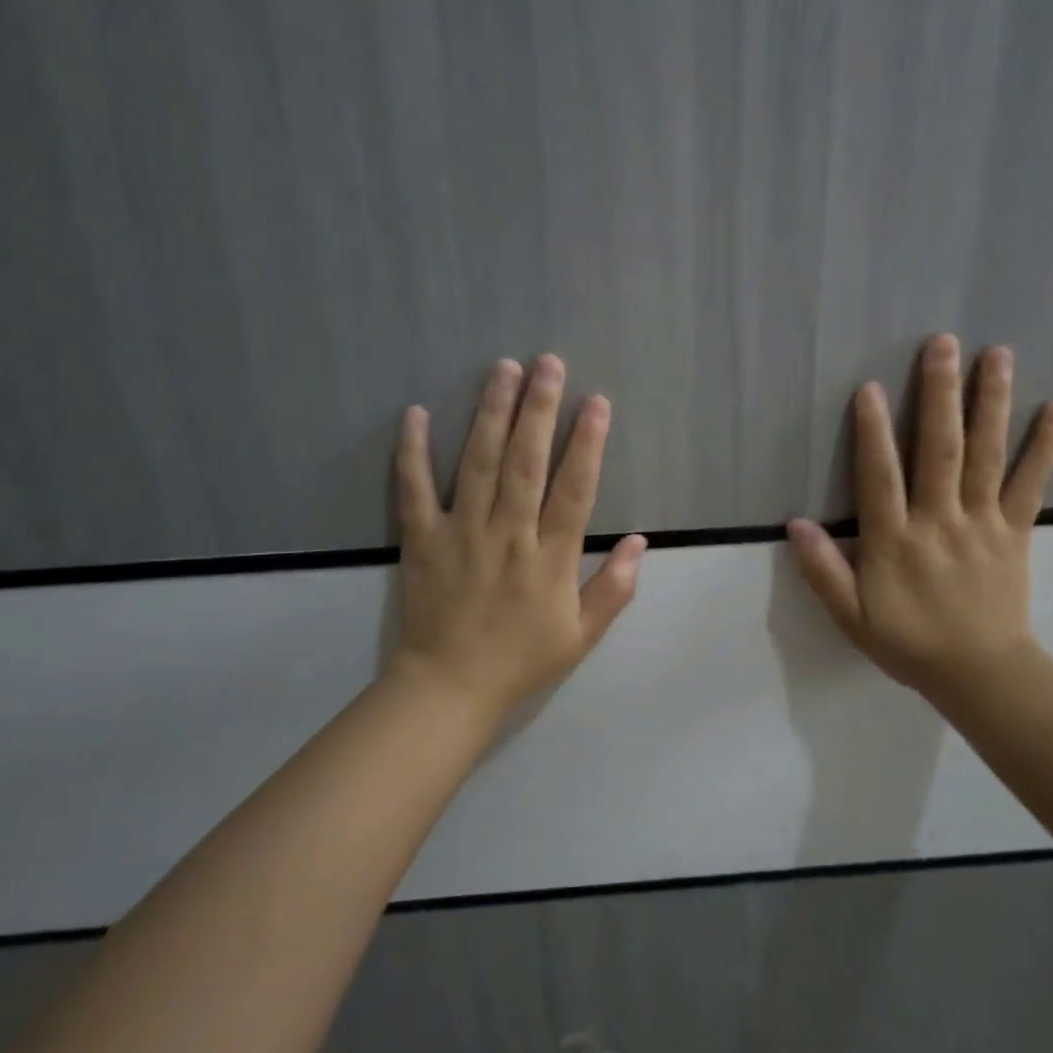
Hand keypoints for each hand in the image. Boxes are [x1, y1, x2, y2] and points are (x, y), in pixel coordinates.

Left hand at [389, 355, 646, 720]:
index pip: (574, 490)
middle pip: (525, 462)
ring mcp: (461, 533)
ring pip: (477, 463)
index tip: (596, 402)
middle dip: (539, 409)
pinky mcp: (422, 539)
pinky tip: (416, 413)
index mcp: (549, 558)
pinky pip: (414, 490)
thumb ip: (614, 588)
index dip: (588, 443)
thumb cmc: (520, 661)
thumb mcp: (581, 636)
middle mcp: (508, 535)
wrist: (448, 689)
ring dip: (491, 413)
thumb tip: (640, 541)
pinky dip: (413, 451)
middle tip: (548, 363)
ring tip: (502, 369)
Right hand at [788, 335, 1052, 703]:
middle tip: (943, 344)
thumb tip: (796, 523)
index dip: (872, 431)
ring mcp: (983, 523)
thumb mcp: (852, 617)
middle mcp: (939, 522)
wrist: (983, 675)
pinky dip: (1044, 445)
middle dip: (939, 394)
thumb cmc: (909, 643)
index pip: (880, 477)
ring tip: (997, 354)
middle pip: (939, 449)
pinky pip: (1031, 483)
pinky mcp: (1016, 531)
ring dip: (990, 402)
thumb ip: (823, 571)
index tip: (869, 387)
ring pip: (986, 455)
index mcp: (895, 542)